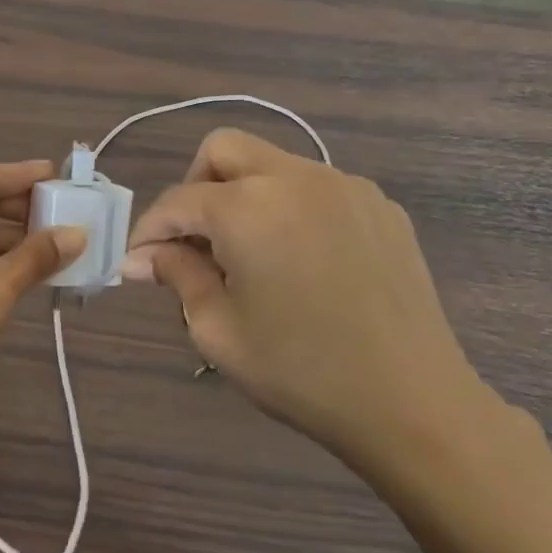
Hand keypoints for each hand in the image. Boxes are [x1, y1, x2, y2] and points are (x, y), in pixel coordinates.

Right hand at [120, 129, 492, 469]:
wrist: (412, 402)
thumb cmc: (300, 370)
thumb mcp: (217, 329)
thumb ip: (176, 275)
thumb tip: (142, 256)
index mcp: (247, 207)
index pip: (178, 202)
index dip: (149, 231)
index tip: (139, 263)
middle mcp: (295, 177)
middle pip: (222, 150)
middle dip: (194, 188)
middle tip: (193, 241)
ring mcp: (344, 186)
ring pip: (272, 164)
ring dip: (243, 195)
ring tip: (247, 255)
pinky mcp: (380, 206)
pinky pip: (316, 187)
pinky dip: (290, 208)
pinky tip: (300, 260)